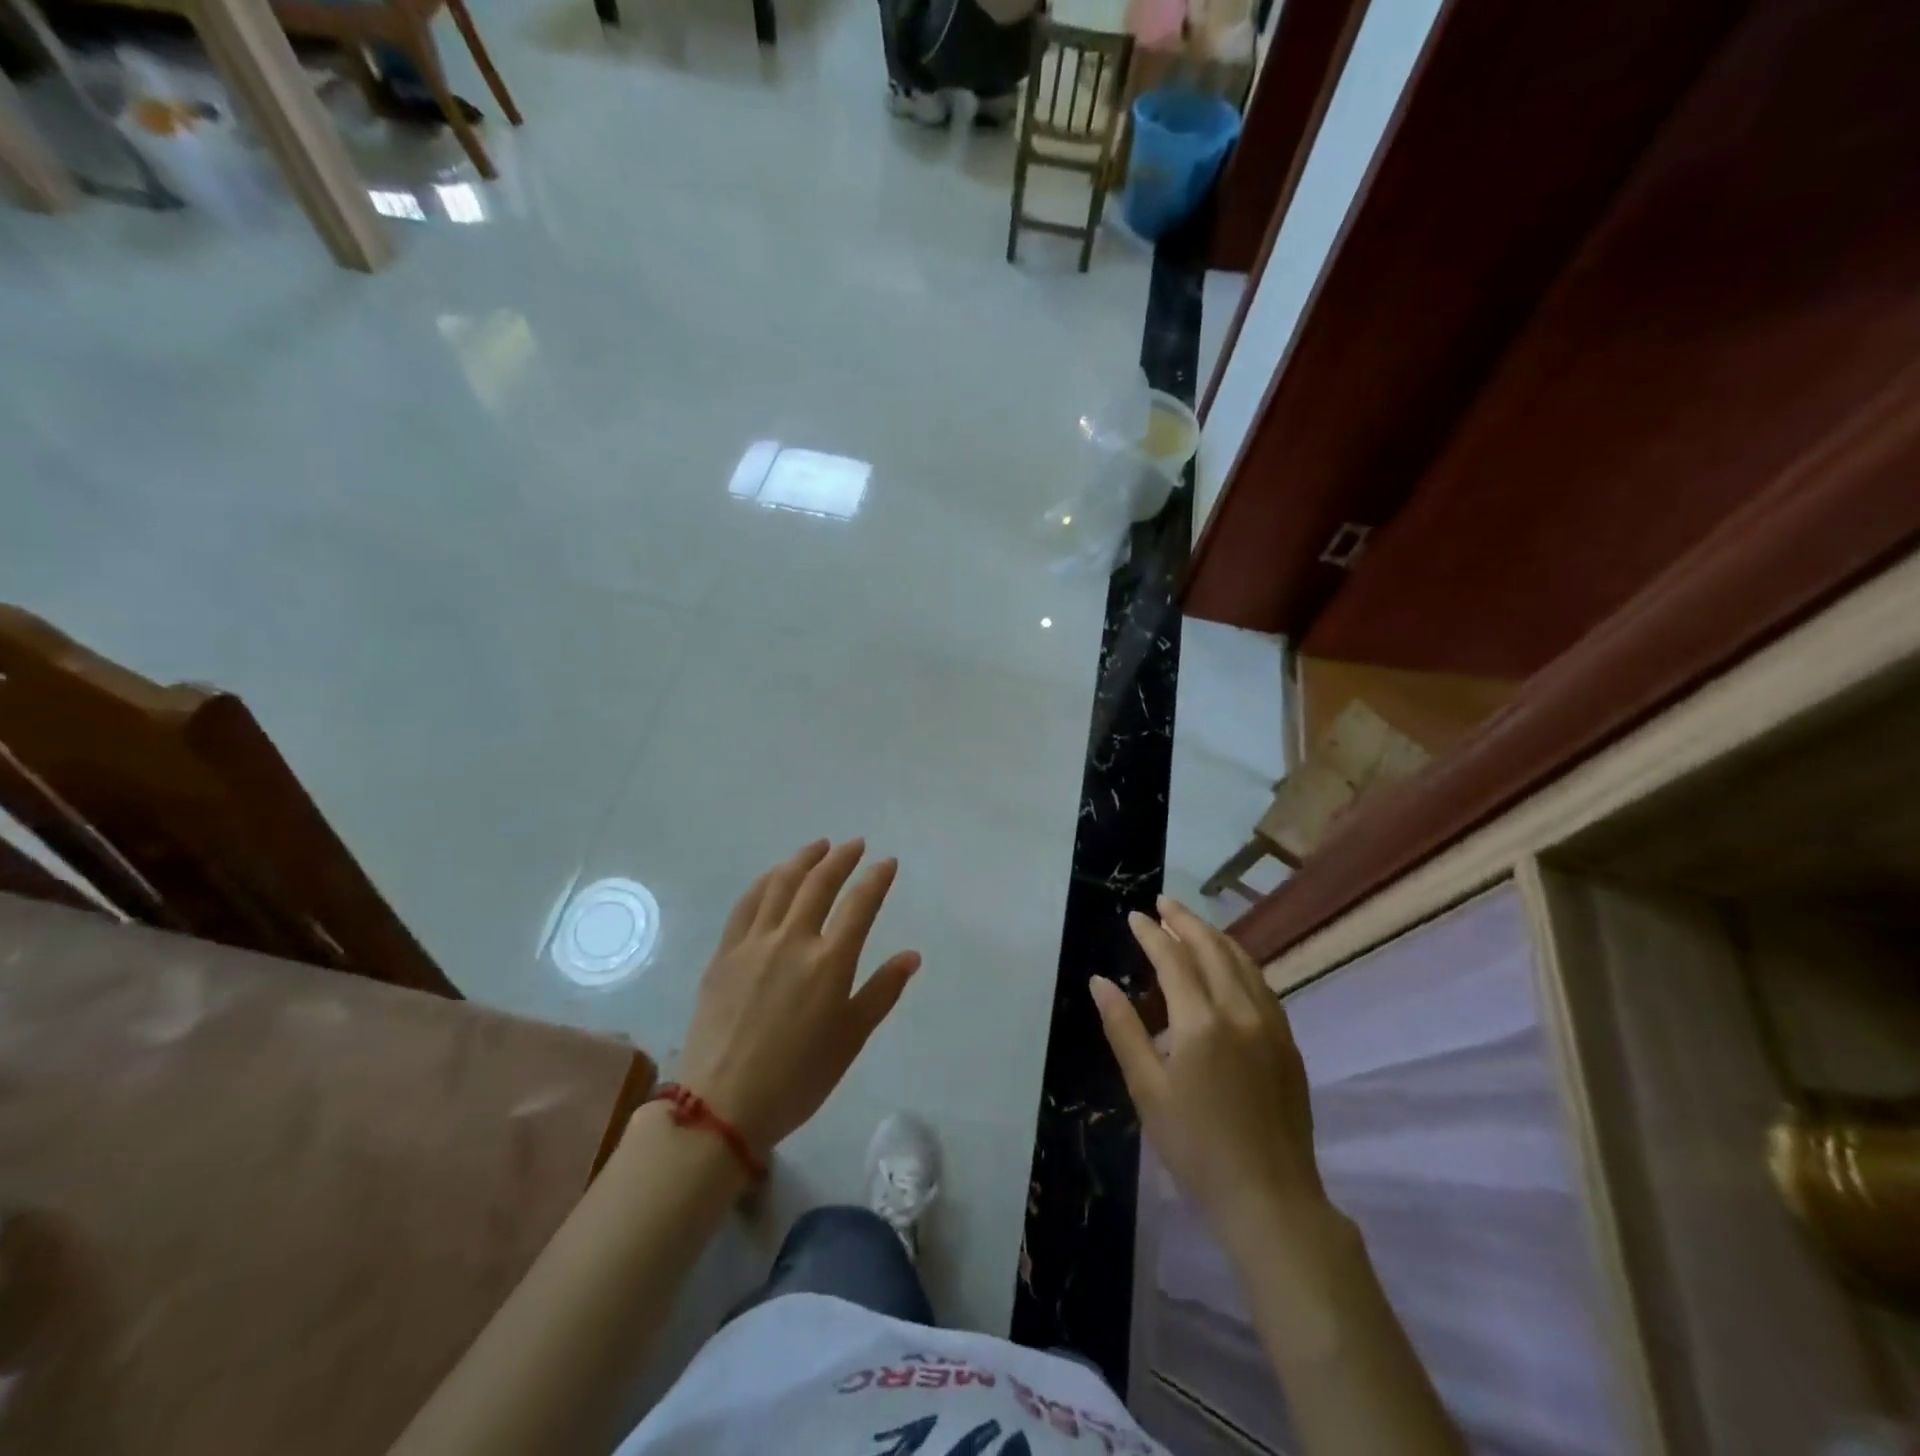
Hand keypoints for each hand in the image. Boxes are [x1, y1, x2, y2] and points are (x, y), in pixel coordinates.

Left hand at [679, 840, 921, 1156]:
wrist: (722, 1105)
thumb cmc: (798, 1077)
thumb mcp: (851, 1039)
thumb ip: (882, 991)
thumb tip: (911, 955)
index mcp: (829, 962)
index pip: (860, 904)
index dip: (876, 878)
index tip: (887, 862)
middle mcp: (793, 940)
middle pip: (819, 883)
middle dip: (841, 858)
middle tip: (854, 845)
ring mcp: (754, 942)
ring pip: (781, 884)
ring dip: (803, 859)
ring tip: (818, 847)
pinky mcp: (725, 952)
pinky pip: (747, 903)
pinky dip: (765, 881)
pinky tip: (774, 875)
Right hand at [1091, 896, 1325, 1246]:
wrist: (1269, 1197)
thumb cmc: (1195, 1146)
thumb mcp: (1147, 1089)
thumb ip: (1123, 1029)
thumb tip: (1099, 982)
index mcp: (1201, 1022)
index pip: (1173, 959)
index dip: (1152, 934)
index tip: (1135, 916)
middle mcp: (1240, 1011)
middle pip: (1212, 948)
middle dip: (1185, 921)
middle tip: (1163, 904)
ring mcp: (1271, 1025)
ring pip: (1243, 962)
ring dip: (1215, 936)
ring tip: (1191, 925)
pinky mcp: (1288, 1042)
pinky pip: (1262, 984)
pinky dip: (1239, 962)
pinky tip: (1229, 965)